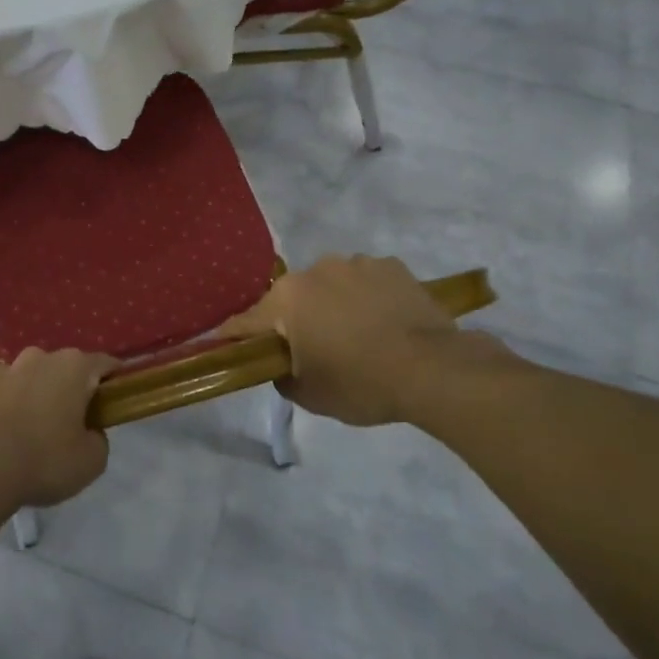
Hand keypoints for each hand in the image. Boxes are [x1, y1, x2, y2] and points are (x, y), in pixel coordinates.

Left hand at [0, 348, 115, 508]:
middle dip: (74, 390)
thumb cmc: (44, 459)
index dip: (115, 381)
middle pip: (67, 369)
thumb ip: (99, 439)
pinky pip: (7, 391)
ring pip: (35, 377)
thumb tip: (89, 431)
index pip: (106, 364)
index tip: (117, 402)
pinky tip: (9, 431)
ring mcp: (8, 368)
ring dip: (40, 394)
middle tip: (76, 423)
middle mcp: (41, 356)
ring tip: (38, 429)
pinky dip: (12, 404)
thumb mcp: (91, 461)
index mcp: (75, 366)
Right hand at [220, 254, 516, 428]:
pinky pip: (366, 281)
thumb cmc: (361, 383)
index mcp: (287, 299)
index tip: (224, 345)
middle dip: (295, 320)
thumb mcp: (310, 395)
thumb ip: (283, 376)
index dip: (235, 336)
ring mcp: (355, 263)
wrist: (434, 370)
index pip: (247, 321)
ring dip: (333, 304)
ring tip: (357, 334)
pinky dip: (367, 297)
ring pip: (330, 285)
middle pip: (292, 298)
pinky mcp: (391, 265)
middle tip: (311, 349)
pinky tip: (384, 322)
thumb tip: (281, 364)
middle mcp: (315, 270)